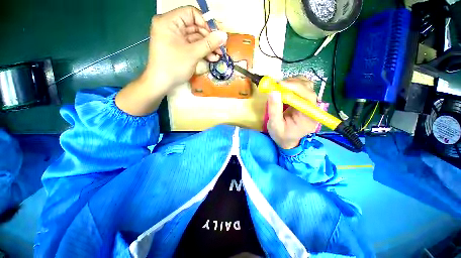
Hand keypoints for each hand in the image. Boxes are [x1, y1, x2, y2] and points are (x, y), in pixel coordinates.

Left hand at [116, 6, 227, 115]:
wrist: (161, 84)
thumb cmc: (174, 67)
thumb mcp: (193, 54)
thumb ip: (209, 43)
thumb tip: (224, 35)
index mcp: (169, 21)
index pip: (191, 13)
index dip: (206, 23)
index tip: (217, 35)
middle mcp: (171, 26)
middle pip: (195, 26)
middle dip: (209, 38)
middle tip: (221, 48)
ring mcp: (174, 38)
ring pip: (195, 38)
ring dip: (208, 47)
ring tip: (218, 56)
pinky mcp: (178, 48)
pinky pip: (192, 46)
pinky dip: (202, 51)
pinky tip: (211, 58)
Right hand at [267, 77, 318, 149]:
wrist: (287, 140)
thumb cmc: (281, 135)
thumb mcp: (275, 125)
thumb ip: (274, 110)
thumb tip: (273, 91)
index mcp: (308, 117)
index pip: (308, 97)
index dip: (295, 88)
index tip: (280, 85)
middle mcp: (312, 108)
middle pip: (309, 89)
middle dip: (292, 84)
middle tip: (276, 85)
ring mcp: (309, 103)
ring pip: (306, 85)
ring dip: (292, 82)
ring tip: (279, 87)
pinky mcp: (304, 101)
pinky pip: (302, 87)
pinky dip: (292, 84)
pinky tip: (284, 88)